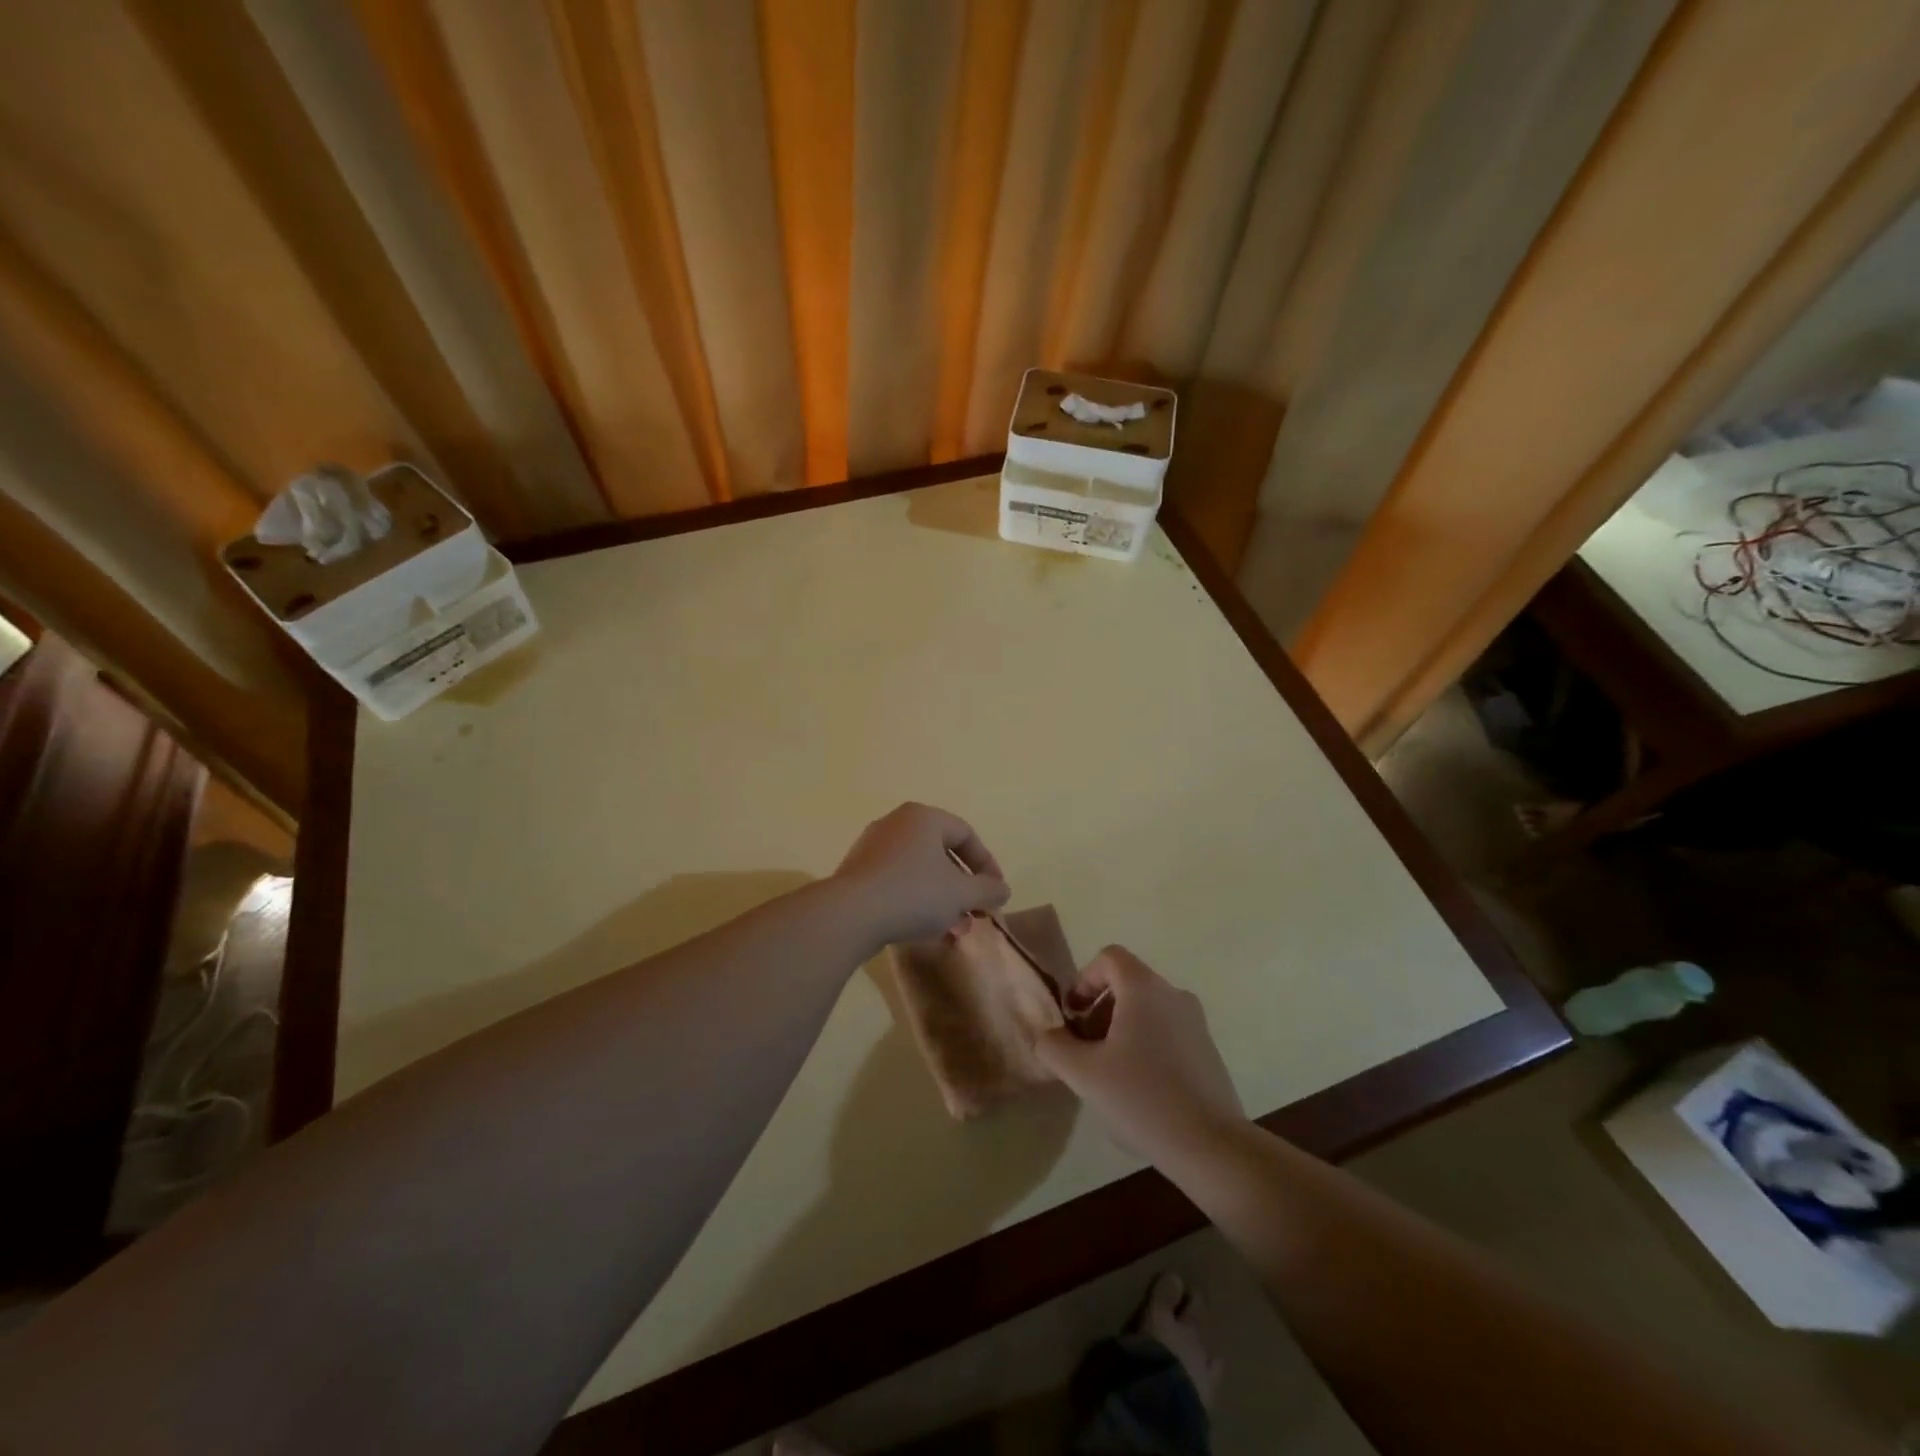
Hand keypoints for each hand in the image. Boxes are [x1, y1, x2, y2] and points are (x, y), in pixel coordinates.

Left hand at [832, 803, 1010, 945]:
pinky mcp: (857, 872)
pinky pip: (896, 882)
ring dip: (941, 899)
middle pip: (941, 854)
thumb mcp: (961, 894)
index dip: (987, 865)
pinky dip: (915, 901)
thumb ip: (988, 890)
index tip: (995, 893)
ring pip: (919, 871)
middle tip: (975, 914)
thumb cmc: (914, 894)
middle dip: (963, 888)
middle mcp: (896, 823)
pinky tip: (923, 930)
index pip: (966, 835)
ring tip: (952, 930)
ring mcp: (872, 847)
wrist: (850, 915)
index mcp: (924, 817)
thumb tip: (1002, 890)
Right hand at [1037, 947, 1243, 1162]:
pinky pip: (1167, 1030)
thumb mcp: (1083, 1074)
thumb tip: (1047, 1035)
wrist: (1210, 1145)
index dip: (1084, 979)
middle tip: (1083, 1047)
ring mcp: (1195, 1022)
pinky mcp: (1208, 1049)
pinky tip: (1138, 1088)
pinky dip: (1145, 1044)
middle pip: (1127, 983)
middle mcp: (1173, 994)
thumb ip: (1054, 1046)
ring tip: (1108, 1071)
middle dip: (1099, 1009)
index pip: (1109, 957)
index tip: (1072, 1015)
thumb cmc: (1142, 1098)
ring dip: (1120, 1028)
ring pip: (1147, 1009)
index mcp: (1144, 988)